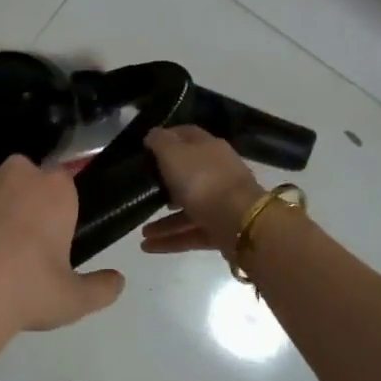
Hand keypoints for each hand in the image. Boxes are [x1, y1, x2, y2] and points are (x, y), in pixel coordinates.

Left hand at [0, 156, 124, 369]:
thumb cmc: (23, 290)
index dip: (56, 215)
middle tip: (15, 250)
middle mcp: (18, 171)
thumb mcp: (73, 300)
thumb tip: (118, 281)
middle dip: (23, 207)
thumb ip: (101, 288)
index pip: (64, 190)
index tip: (48, 245)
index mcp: (56, 189)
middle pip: (26, 184)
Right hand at [140, 126, 263, 257]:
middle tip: (143, 191)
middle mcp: (218, 172)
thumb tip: (152, 134)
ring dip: (164, 221)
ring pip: (188, 208)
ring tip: (141, 232)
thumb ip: (160, 142)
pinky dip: (171, 240)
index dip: (168, 138)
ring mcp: (221, 202)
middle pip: (188, 174)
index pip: (187, 135)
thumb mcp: (174, 154)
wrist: (240, 222)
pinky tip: (148, 247)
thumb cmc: (203, 180)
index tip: (146, 147)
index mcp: (209, 148)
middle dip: (165, 185)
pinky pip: (191, 233)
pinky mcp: (221, 229)